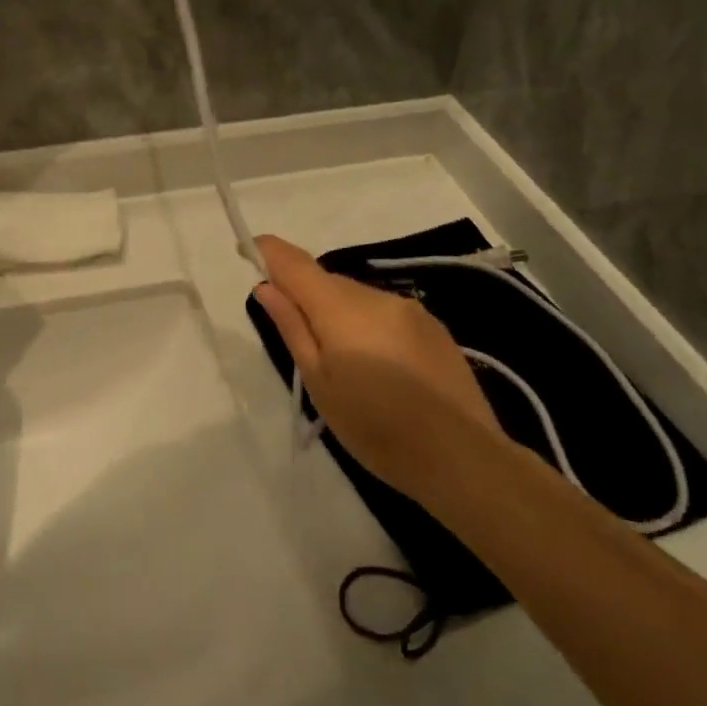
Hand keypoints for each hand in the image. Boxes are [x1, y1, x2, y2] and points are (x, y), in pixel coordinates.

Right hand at [253, 235, 504, 504]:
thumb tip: (266, 287)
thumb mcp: (320, 384)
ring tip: (344, 363)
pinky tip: (380, 367)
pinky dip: (370, 327)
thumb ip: (292, 328)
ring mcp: (410, 310)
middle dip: (307, 296)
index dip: (270, 251)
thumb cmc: (374, 427)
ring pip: (359, 298)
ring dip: (341, 314)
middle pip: (328, 282)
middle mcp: (376, 297)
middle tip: (297, 336)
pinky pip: (387, 314)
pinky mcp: (434, 328)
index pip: (296, 264)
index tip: (247, 248)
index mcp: (341, 309)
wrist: (459, 457)